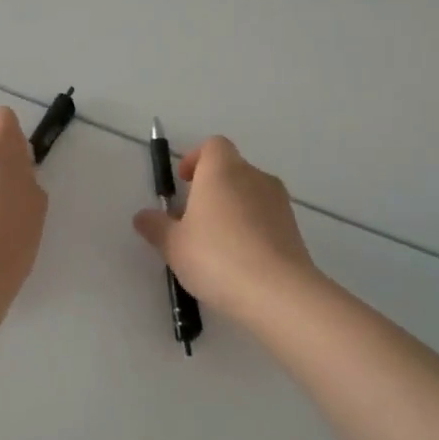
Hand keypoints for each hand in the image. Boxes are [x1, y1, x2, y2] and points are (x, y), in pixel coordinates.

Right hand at [133, 136, 323, 323]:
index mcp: (222, 170)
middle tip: (192, 218)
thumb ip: (156, 226)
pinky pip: (266, 219)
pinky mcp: (295, 230)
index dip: (196, 159)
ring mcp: (279, 203)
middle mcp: (254, 177)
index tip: (183, 183)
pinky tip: (239, 261)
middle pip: (231, 170)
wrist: (278, 294)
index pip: (213, 146)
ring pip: (250, 195)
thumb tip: (143, 217)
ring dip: (232, 210)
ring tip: (215, 244)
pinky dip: (252, 230)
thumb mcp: (173, 244)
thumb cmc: (216, 256)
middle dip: (211, 188)